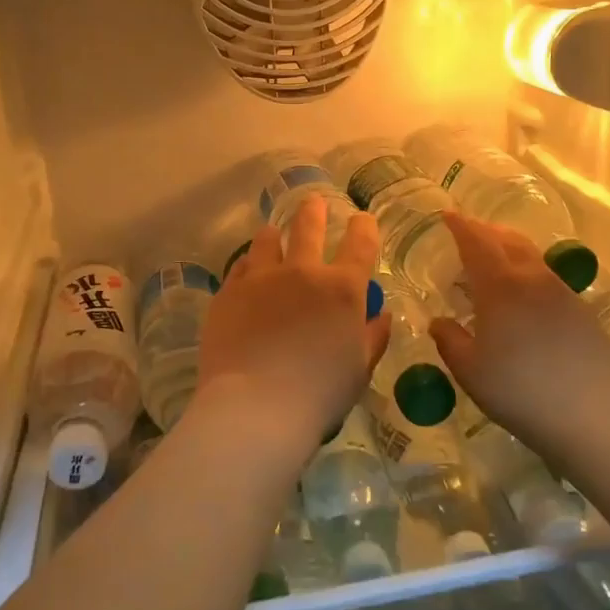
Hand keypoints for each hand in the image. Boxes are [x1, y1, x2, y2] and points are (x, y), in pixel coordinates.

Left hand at [192, 196, 391, 454]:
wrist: (255, 407)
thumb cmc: (319, 394)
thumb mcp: (359, 369)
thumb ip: (373, 337)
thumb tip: (381, 314)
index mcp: (342, 289)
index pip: (360, 245)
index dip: (363, 228)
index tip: (362, 219)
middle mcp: (302, 272)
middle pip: (308, 228)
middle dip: (314, 211)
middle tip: (313, 203)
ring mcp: (261, 279)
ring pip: (266, 241)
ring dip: (273, 235)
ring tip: (272, 233)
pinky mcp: (228, 293)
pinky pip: (240, 267)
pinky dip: (248, 265)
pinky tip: (247, 271)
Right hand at [429, 210, 609, 453]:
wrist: (597, 413)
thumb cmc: (521, 390)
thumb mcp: (470, 371)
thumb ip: (450, 341)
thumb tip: (439, 322)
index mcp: (499, 285)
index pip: (476, 242)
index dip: (460, 226)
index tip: (447, 216)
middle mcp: (532, 278)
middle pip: (507, 240)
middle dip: (485, 231)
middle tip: (467, 234)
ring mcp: (562, 293)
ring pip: (530, 257)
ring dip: (508, 251)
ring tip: (492, 266)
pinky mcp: (582, 311)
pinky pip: (546, 279)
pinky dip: (526, 274)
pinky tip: (522, 299)